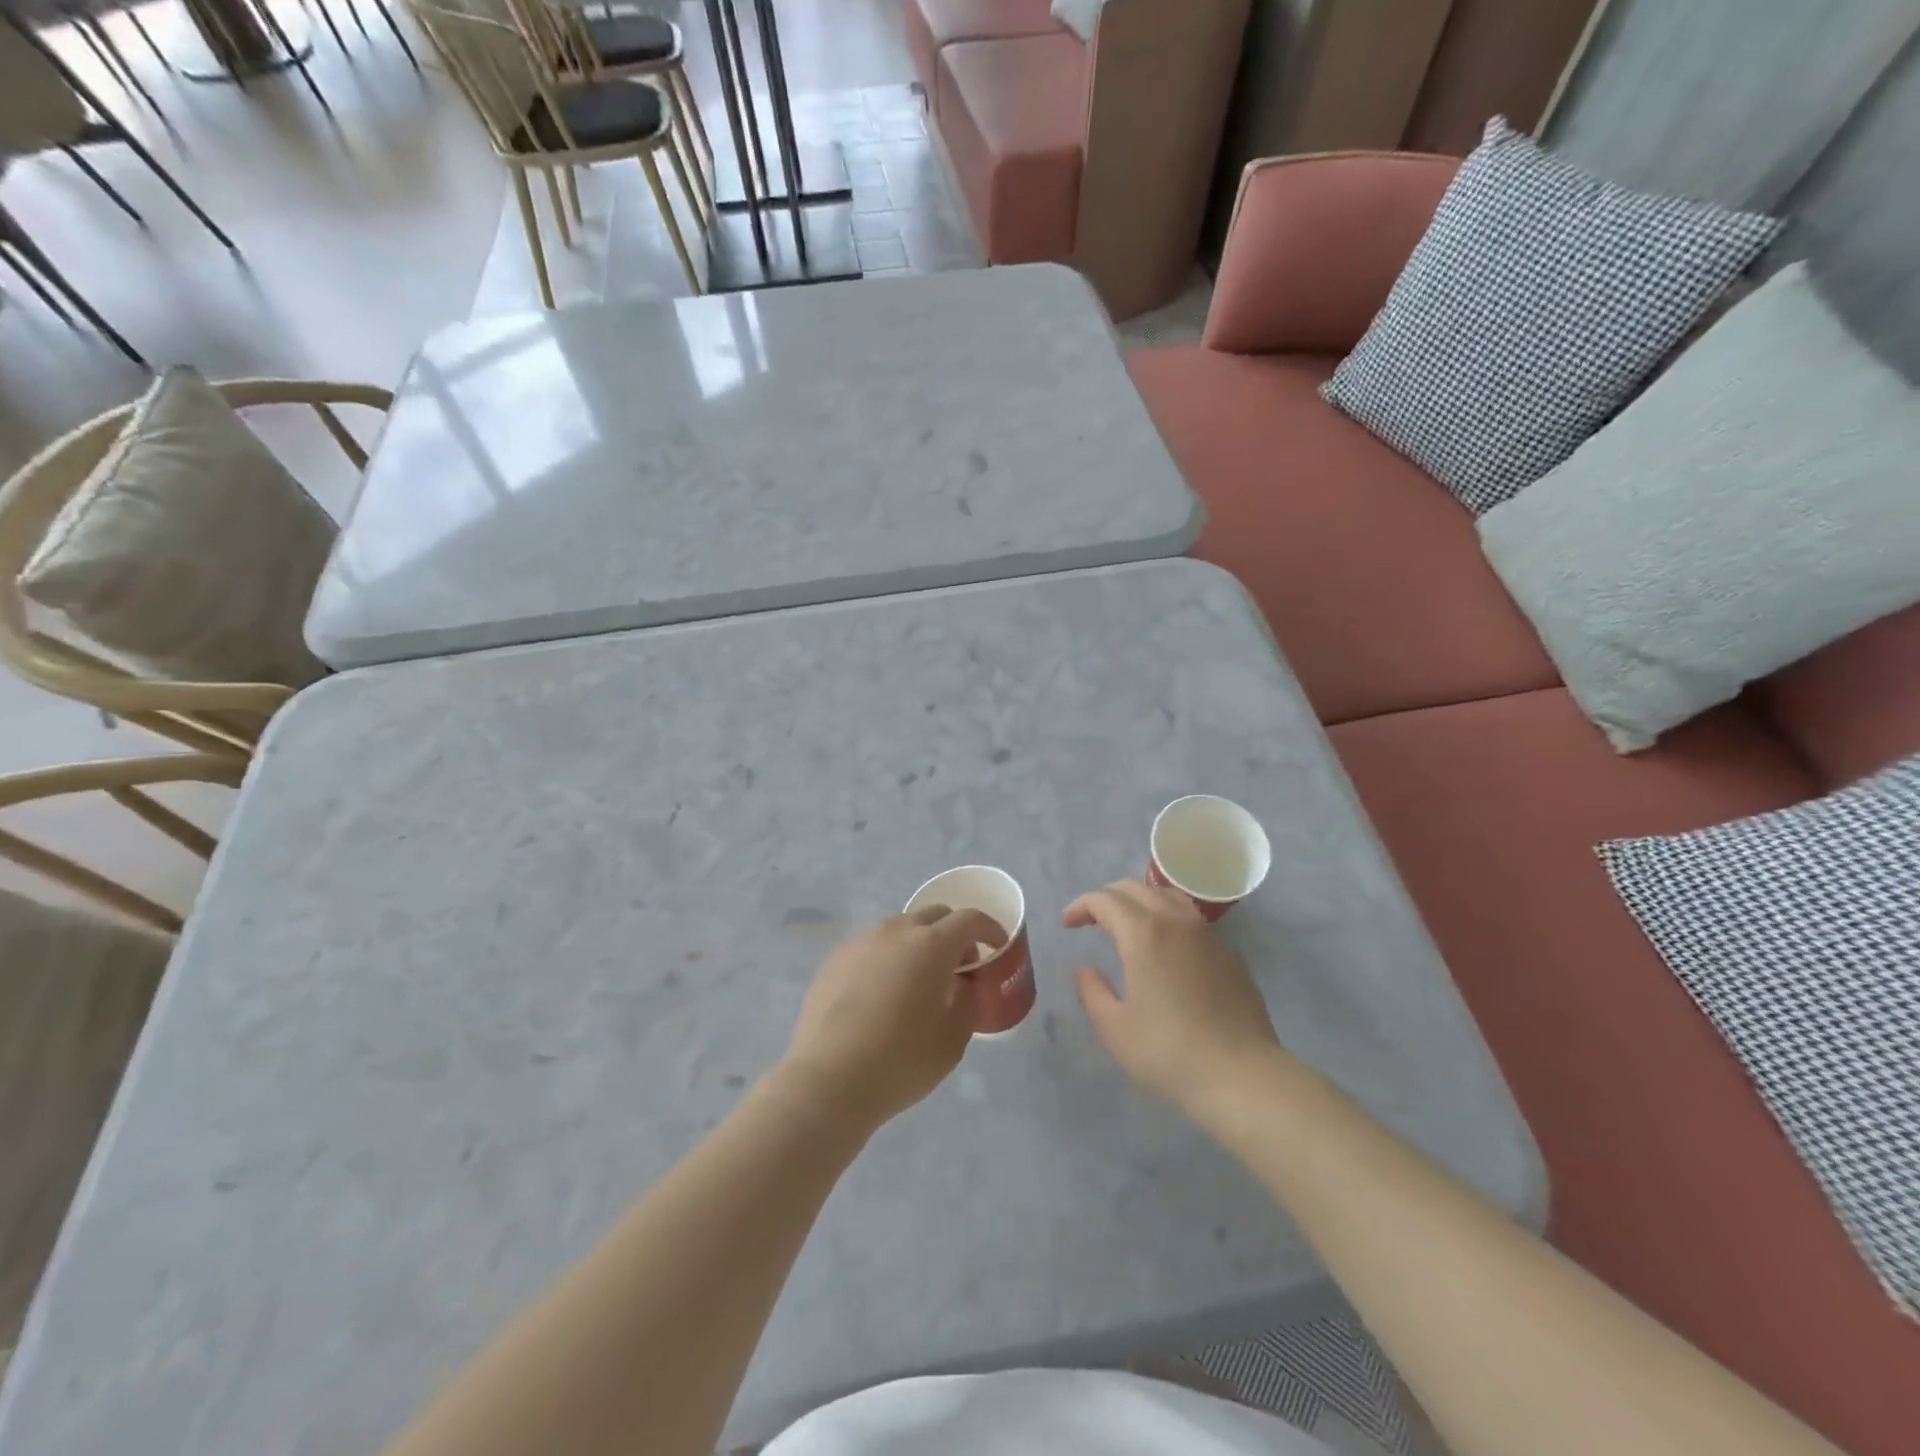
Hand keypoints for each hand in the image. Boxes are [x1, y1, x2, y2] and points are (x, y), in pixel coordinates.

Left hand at [779, 906, 1005, 1129]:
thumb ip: (966, 1002)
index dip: (990, 929)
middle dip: (953, 933)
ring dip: (918, 943)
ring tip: (918, 979)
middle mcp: (895, 931)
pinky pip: (872, 946)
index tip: (997, 947)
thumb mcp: (952, 1040)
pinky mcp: (835, 959)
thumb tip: (962, 984)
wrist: (828, 1080)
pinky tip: (882, 993)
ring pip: (900, 928)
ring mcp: (861, 941)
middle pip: (934, 915)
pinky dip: (887, 957)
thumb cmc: (900, 1061)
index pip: (969, 919)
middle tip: (960, 965)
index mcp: (931, 945)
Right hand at [1064, 880, 1285, 1114]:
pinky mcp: (1230, 954)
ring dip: (1140, 901)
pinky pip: (1192, 922)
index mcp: (1143, 933)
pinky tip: (1167, 951)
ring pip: (1168, 897)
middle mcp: (1176, 922)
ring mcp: (1208, 936)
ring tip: (1128, 925)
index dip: (1081, 906)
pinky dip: (1169, 921)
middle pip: (1135, 889)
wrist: (1242, 1076)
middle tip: (1091, 920)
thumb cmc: (1168, 1053)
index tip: (1067, 924)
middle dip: (1107, 898)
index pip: (1105, 900)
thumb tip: (1085, 970)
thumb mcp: (1115, 1029)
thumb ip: (1092, 992)